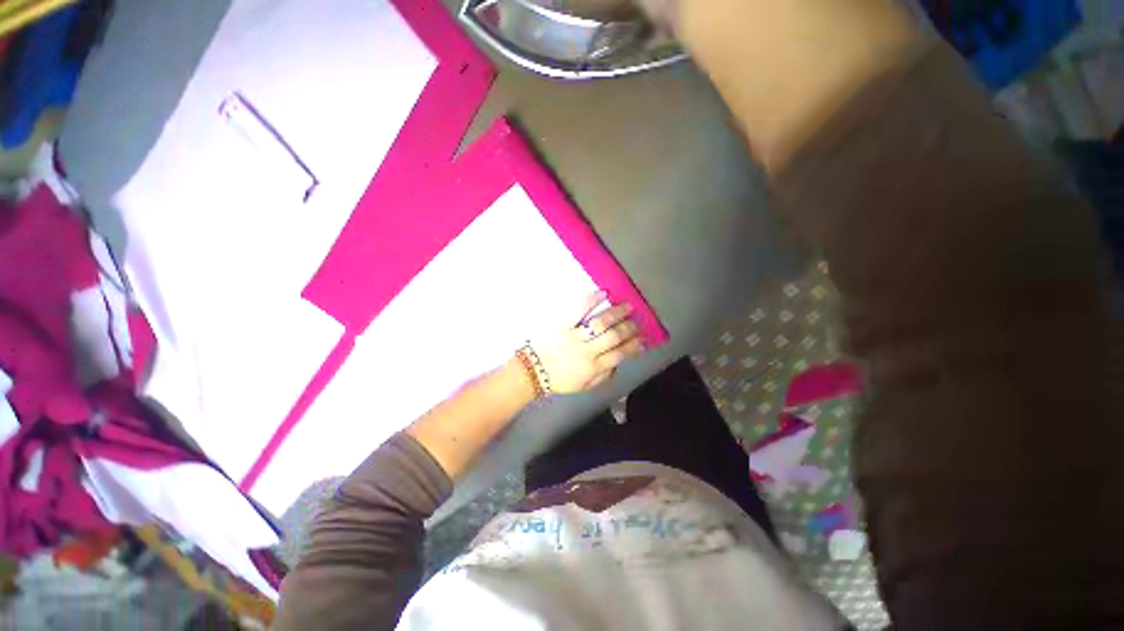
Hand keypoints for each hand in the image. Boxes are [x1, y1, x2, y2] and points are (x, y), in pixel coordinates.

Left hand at [531, 293, 646, 393]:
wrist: (532, 372)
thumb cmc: (559, 380)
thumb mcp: (584, 386)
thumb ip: (604, 376)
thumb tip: (619, 364)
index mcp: (594, 368)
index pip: (620, 354)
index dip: (634, 345)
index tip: (642, 337)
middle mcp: (588, 352)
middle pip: (614, 336)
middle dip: (629, 328)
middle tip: (636, 321)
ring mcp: (574, 337)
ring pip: (601, 323)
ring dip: (617, 313)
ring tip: (627, 307)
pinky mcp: (562, 325)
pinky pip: (579, 310)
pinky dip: (592, 301)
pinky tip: (603, 294)